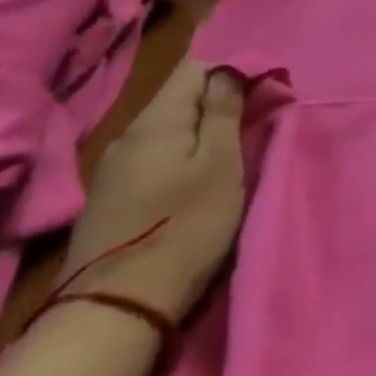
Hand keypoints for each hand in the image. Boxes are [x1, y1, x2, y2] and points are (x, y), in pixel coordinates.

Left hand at [56, 59, 246, 322]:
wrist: (116, 309)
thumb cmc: (185, 227)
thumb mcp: (221, 164)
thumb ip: (225, 109)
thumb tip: (230, 67)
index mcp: (156, 120)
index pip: (195, 66)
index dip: (233, 67)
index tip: (264, 87)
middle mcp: (128, 134)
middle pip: (179, 96)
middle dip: (219, 98)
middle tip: (256, 119)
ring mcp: (113, 168)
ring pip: (167, 127)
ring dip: (201, 128)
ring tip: (232, 148)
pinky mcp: (111, 198)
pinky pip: (155, 154)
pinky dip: (182, 152)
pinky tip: (196, 176)